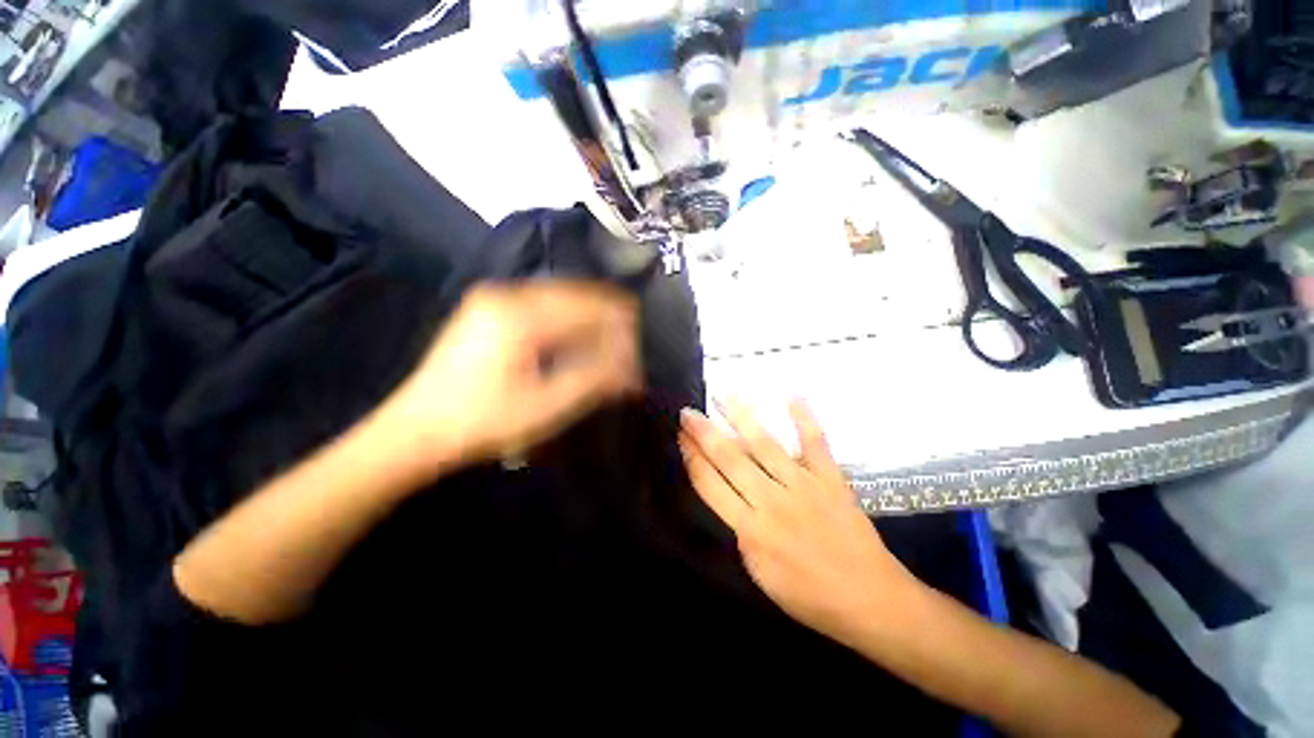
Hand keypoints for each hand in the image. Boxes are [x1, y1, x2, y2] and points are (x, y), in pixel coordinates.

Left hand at [383, 281, 640, 472]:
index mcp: (519, 315)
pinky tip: (578, 341)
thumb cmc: (482, 422)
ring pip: (562, 298)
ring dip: (590, 321)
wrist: (417, 429)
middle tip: (627, 351)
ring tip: (609, 348)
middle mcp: (507, 294)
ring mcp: (495, 298)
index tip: (637, 351)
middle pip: (577, 296)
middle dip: (608, 322)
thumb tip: (632, 370)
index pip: (588, 307)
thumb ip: (593, 382)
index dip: (620, 327)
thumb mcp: (544, 408)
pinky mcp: (490, 308)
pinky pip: (544, 304)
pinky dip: (568, 321)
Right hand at [678, 400, 918, 645]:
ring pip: (765, 443)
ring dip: (741, 416)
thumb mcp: (760, 575)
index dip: (692, 457)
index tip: (681, 436)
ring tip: (724, 392)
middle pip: (730, 458)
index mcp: (751, 529)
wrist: (871, 600)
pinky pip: (815, 442)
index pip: (710, 485)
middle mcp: (772, 500)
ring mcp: (803, 485)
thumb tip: (732, 498)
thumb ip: (742, 533)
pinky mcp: (831, 478)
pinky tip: (791, 395)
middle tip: (688, 411)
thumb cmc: (811, 597)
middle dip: (705, 432)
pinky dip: (804, 418)